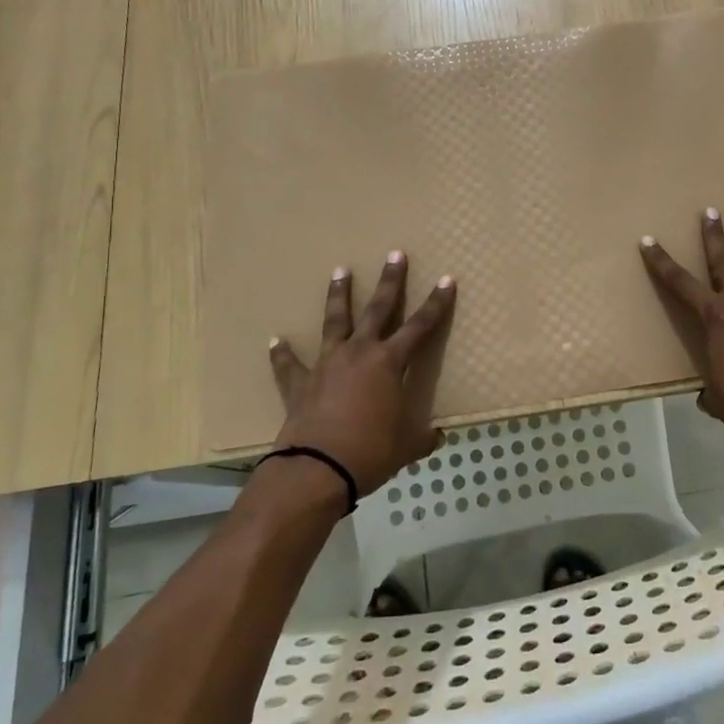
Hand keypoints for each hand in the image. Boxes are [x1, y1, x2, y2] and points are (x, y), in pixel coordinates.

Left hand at [267, 252, 457, 497]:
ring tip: (340, 271)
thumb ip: (422, 437)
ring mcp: (327, 364)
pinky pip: (289, 365)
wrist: (317, 469)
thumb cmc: (371, 452)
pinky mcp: (300, 383)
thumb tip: (437, 437)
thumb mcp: (406, 446)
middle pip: (378, 309)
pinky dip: (283, 354)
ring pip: (335, 322)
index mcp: (390, 363)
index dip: (436, 304)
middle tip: (395, 254)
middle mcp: (359, 353)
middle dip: (390, 281)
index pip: (420, 326)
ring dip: (339, 296)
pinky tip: (276, 340)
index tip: (447, 280)